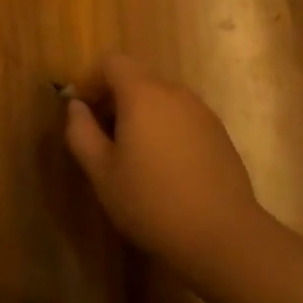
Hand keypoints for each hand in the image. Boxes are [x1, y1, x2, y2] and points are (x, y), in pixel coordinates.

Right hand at [62, 54, 268, 290]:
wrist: (226, 239)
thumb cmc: (153, 203)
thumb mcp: (101, 172)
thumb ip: (80, 131)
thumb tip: (76, 106)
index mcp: (142, 93)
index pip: (111, 62)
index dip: (91, 80)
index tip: (83, 112)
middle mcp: (174, 92)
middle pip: (136, 75)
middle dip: (114, 96)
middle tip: (104, 134)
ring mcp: (201, 112)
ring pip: (161, 96)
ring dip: (141, 111)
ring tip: (133, 152)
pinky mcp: (219, 134)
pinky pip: (182, 115)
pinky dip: (165, 125)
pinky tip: (165, 165)